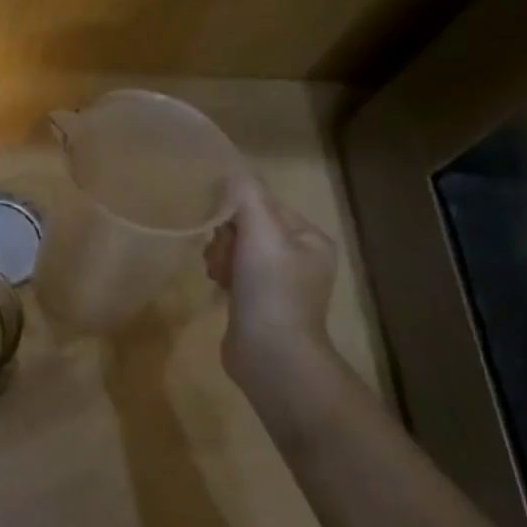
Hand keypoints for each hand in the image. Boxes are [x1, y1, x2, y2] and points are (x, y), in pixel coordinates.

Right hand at [204, 173, 339, 388]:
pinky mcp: (259, 304)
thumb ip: (246, 196)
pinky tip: (217, 285)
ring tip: (216, 272)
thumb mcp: (261, 233)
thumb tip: (231, 170)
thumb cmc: (271, 290)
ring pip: (239, 250)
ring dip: (221, 255)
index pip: (267, 205)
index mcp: (310, 240)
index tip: (221, 226)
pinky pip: (236, 274)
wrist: (271, 357)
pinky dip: (223, 274)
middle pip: (250, 227)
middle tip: (220, 255)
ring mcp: (280, 284)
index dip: (238, 210)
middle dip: (227, 236)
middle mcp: (300, 259)